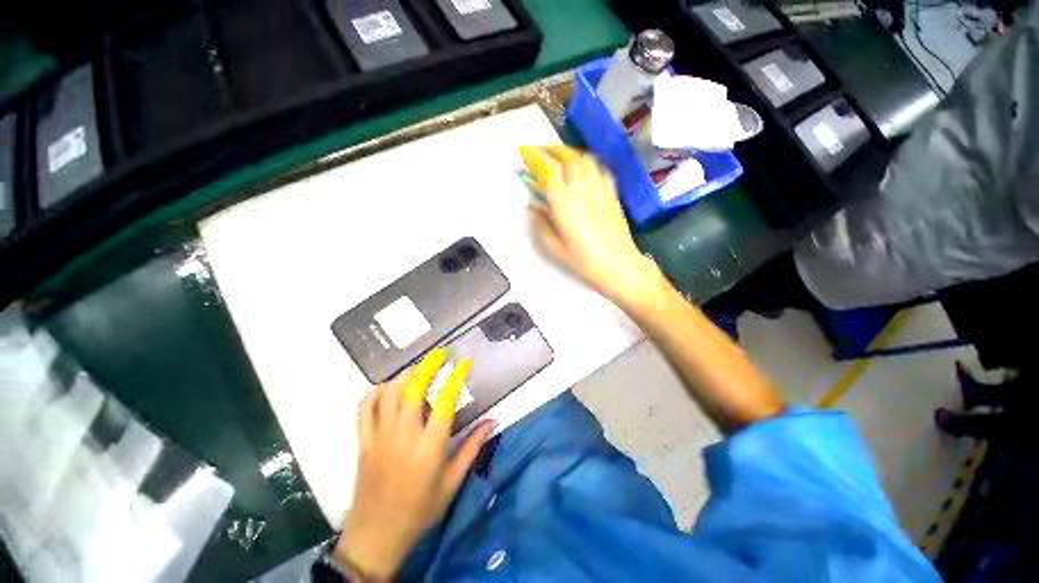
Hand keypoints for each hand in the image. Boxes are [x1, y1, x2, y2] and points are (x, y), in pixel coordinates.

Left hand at [335, 349, 493, 578]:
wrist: (376, 537)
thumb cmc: (420, 510)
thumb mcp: (452, 483)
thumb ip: (472, 448)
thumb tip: (492, 422)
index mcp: (429, 446)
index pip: (444, 401)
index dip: (455, 377)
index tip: (463, 362)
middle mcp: (403, 435)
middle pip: (413, 389)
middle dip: (427, 366)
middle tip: (439, 354)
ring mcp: (380, 437)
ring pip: (388, 394)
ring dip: (404, 376)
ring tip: (417, 369)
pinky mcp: (364, 443)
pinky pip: (364, 410)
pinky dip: (374, 393)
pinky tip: (385, 388)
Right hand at [524, 146, 665, 306]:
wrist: (619, 266)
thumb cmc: (585, 262)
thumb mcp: (555, 249)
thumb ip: (540, 226)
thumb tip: (532, 209)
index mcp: (564, 204)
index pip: (548, 171)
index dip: (537, 159)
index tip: (528, 155)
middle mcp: (581, 190)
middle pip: (567, 158)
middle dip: (552, 151)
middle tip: (543, 152)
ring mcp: (600, 190)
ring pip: (585, 159)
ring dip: (571, 154)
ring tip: (562, 157)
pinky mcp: (612, 194)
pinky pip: (601, 170)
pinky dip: (590, 163)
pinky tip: (586, 170)